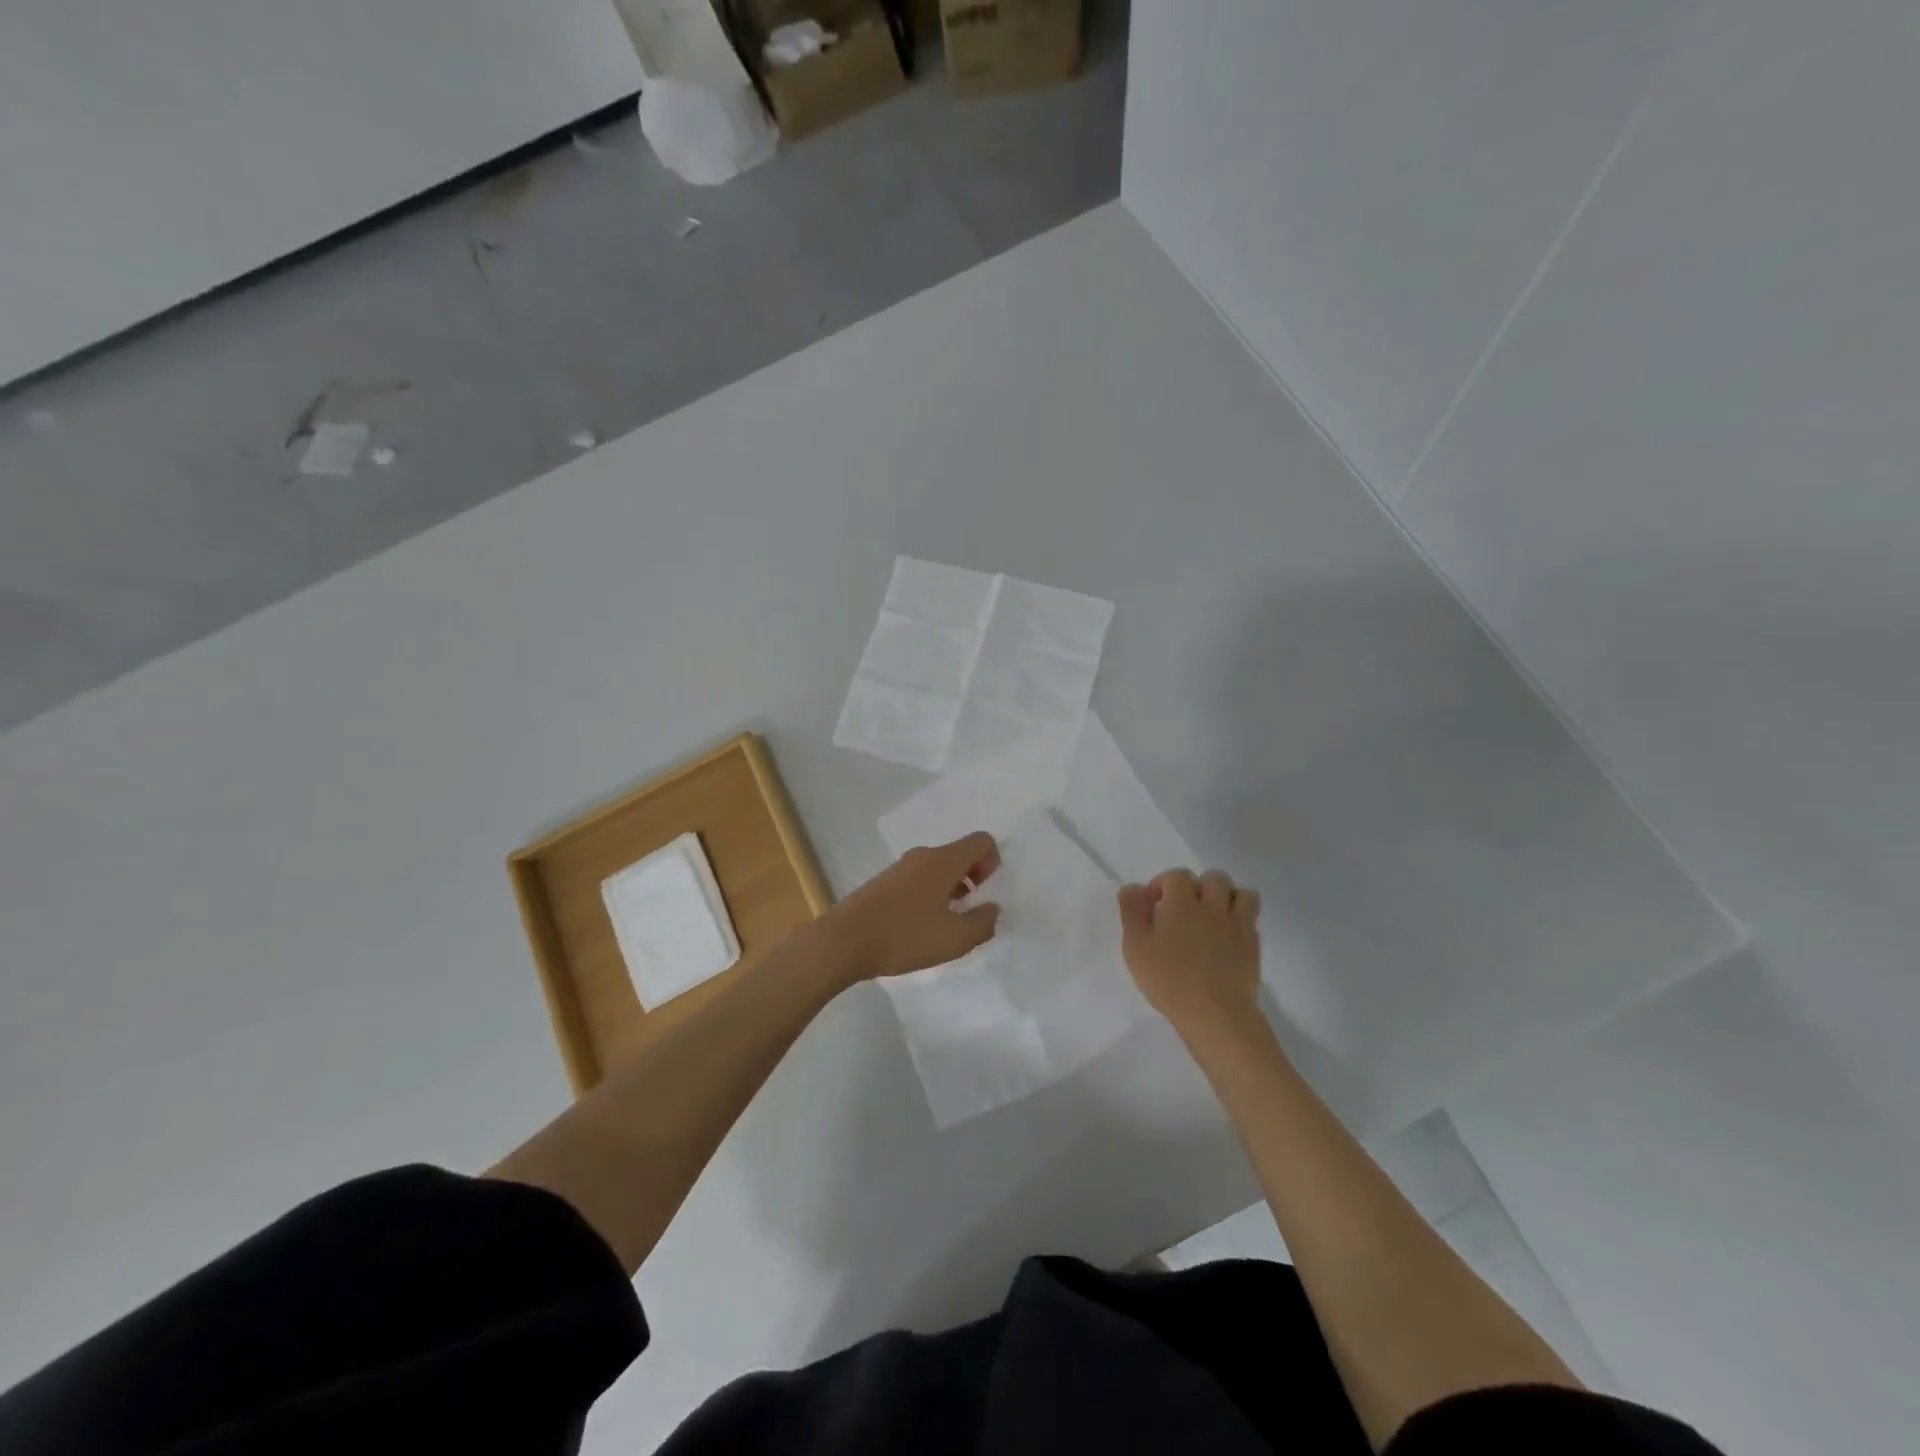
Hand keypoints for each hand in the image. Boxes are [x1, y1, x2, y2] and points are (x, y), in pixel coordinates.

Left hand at [823, 831, 1001, 982]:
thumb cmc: (904, 936)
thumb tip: (992, 909)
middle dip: (972, 878)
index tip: (984, 893)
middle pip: (958, 854)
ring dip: (950, 889)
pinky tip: (919, 928)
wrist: (843, 942)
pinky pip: (917, 880)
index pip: (980, 841)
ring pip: (937, 869)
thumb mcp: (955, 939)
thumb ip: (983, 923)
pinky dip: (928, 896)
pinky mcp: (882, 883)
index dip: (993, 862)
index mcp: (943, 860)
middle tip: (968, 912)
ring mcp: (899, 868)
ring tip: (944, 925)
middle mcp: (922, 856)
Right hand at [1118, 869, 1262, 1042]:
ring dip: (1227, 897)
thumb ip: (1132, 911)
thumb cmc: (1169, 979)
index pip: (1176, 875)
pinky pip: (1252, 919)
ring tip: (1212, 916)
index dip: (1163, 884)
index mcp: (1181, 902)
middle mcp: (1212, 906)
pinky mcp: (1252, 946)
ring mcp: (1237, 925)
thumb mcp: (1135, 946)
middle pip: (1213, 877)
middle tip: (1183, 909)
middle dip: (1198, 886)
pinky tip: (1227, 937)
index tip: (1153, 906)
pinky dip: (1241, 920)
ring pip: (1241, 893)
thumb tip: (1132, 887)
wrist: (1215, 1013)